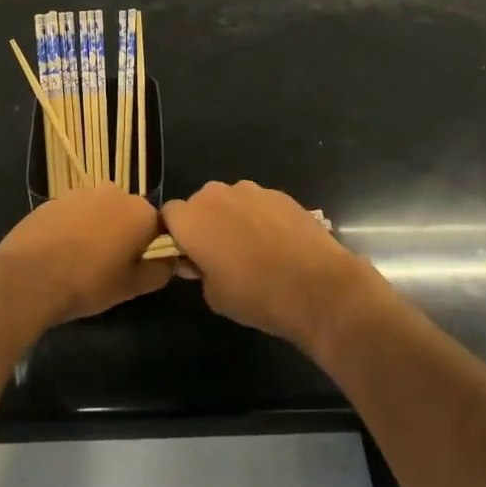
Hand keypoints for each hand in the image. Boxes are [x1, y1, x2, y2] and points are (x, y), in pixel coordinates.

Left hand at [0, 186, 171, 329]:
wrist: (28, 277)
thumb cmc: (88, 283)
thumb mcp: (131, 287)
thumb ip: (159, 271)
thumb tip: (169, 261)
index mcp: (140, 212)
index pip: (157, 227)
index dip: (149, 249)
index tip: (136, 269)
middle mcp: (114, 193)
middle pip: (127, 215)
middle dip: (123, 235)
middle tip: (110, 267)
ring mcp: (81, 193)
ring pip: (99, 212)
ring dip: (97, 230)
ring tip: (81, 262)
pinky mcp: (53, 200)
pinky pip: (73, 214)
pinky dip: (72, 229)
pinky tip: (59, 254)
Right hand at [160, 181, 372, 350]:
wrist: (316, 286)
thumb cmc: (256, 295)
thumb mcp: (214, 296)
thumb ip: (199, 272)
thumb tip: (201, 262)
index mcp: (191, 219)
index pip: (168, 215)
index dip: (176, 235)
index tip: (188, 256)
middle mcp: (216, 195)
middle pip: (200, 203)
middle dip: (205, 223)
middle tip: (220, 255)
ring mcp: (250, 190)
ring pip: (230, 200)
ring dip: (233, 218)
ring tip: (254, 249)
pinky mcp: (279, 193)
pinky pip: (258, 203)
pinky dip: (260, 218)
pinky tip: (277, 243)